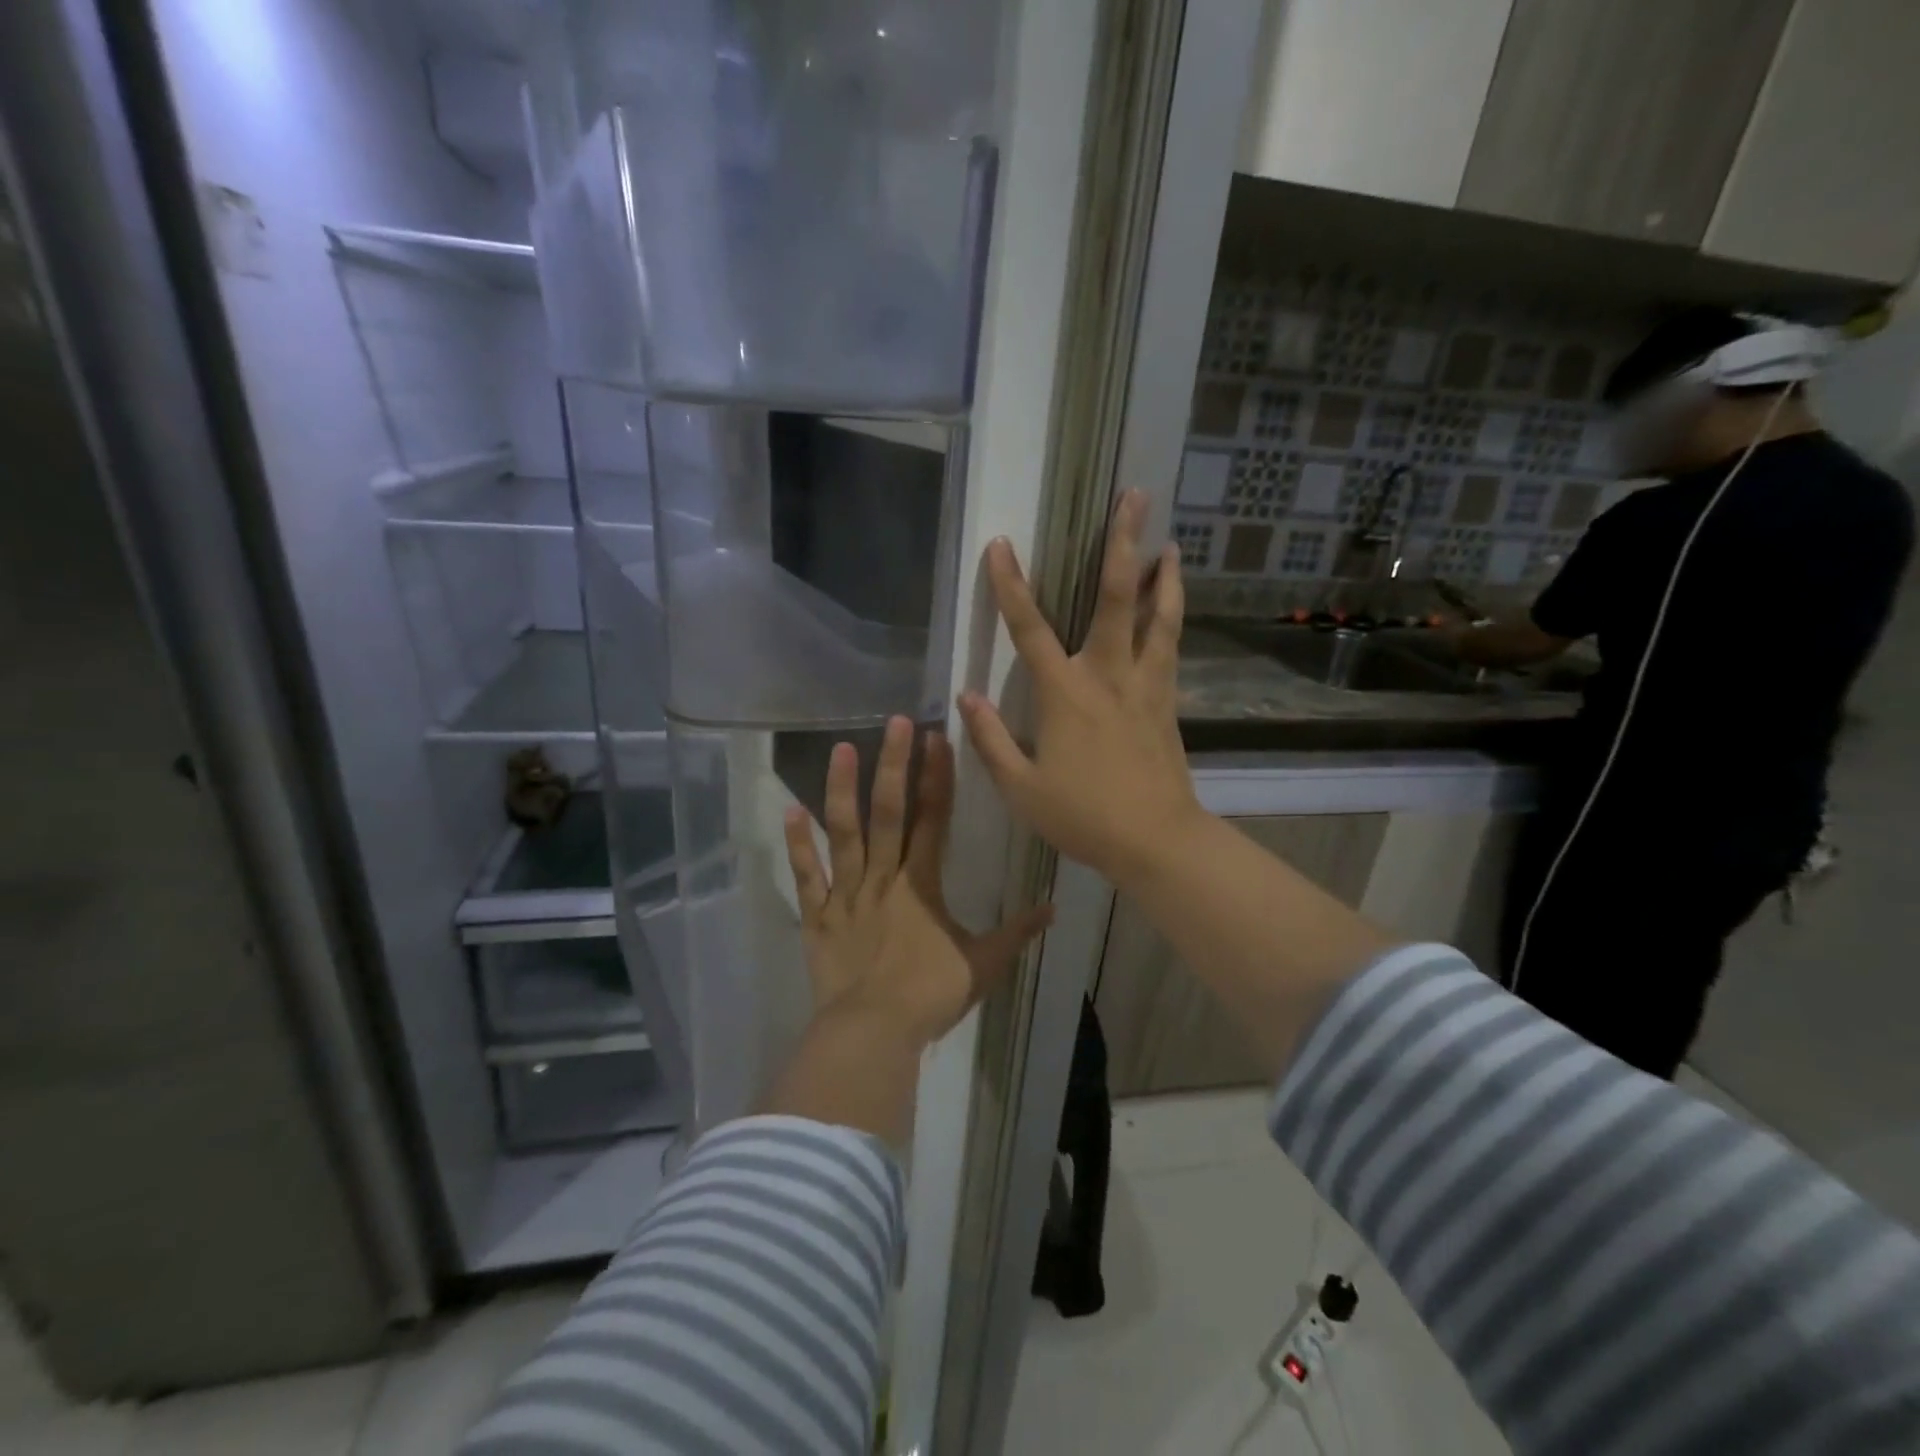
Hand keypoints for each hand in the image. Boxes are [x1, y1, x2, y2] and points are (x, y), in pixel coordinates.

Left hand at [783, 716, 1052, 1050]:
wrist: (873, 1032)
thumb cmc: (931, 995)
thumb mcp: (984, 965)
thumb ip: (1017, 933)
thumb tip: (1053, 909)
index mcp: (922, 883)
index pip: (934, 818)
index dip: (937, 776)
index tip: (936, 738)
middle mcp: (883, 876)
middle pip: (889, 811)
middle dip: (894, 764)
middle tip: (895, 722)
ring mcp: (845, 893)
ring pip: (843, 832)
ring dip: (842, 789)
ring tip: (842, 748)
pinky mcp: (818, 915)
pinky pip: (806, 875)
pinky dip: (797, 844)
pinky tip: (790, 810)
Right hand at [958, 490, 1206, 889]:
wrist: (1156, 841)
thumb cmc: (1082, 816)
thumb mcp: (1020, 787)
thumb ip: (990, 739)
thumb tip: (967, 695)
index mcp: (1064, 694)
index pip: (1029, 628)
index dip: (1010, 585)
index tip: (1001, 544)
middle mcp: (1107, 675)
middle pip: (1117, 598)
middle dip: (1123, 543)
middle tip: (1135, 497)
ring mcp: (1145, 685)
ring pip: (1161, 617)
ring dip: (1164, 577)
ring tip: (1171, 544)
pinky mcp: (1169, 702)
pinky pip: (1172, 648)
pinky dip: (1174, 618)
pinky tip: (1175, 607)